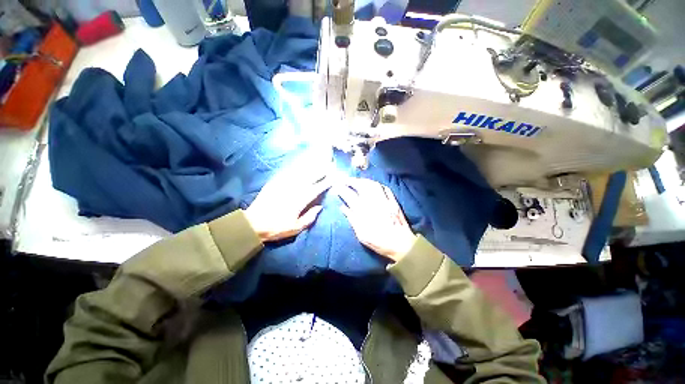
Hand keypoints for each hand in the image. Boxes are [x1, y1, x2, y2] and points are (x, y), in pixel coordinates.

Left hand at [245, 166, 331, 241]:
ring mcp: (284, 184)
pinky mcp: (275, 182)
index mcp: (300, 200)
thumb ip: (310, 217)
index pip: (317, 189)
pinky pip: (288, 172)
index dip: (326, 182)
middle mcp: (294, 189)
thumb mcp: (296, 227)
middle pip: (310, 177)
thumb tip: (320, 207)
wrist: (253, 223)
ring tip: (319, 161)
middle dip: (321, 170)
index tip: (334, 177)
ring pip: (300, 172)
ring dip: (311, 166)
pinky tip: (301, 165)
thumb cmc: (276, 227)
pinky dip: (296, 168)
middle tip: (329, 164)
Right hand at [338, 178, 416, 261]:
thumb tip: (343, 207)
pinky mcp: (393, 201)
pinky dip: (377, 184)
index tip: (336, 186)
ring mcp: (385, 200)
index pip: (350, 196)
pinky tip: (373, 184)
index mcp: (364, 211)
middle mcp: (374, 202)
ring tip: (357, 181)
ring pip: (373, 185)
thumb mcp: (362, 235)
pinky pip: (385, 188)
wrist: (401, 244)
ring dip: (364, 180)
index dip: (342, 189)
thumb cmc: (379, 242)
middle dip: (352, 181)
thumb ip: (352, 219)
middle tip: (345, 180)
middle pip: (361, 186)